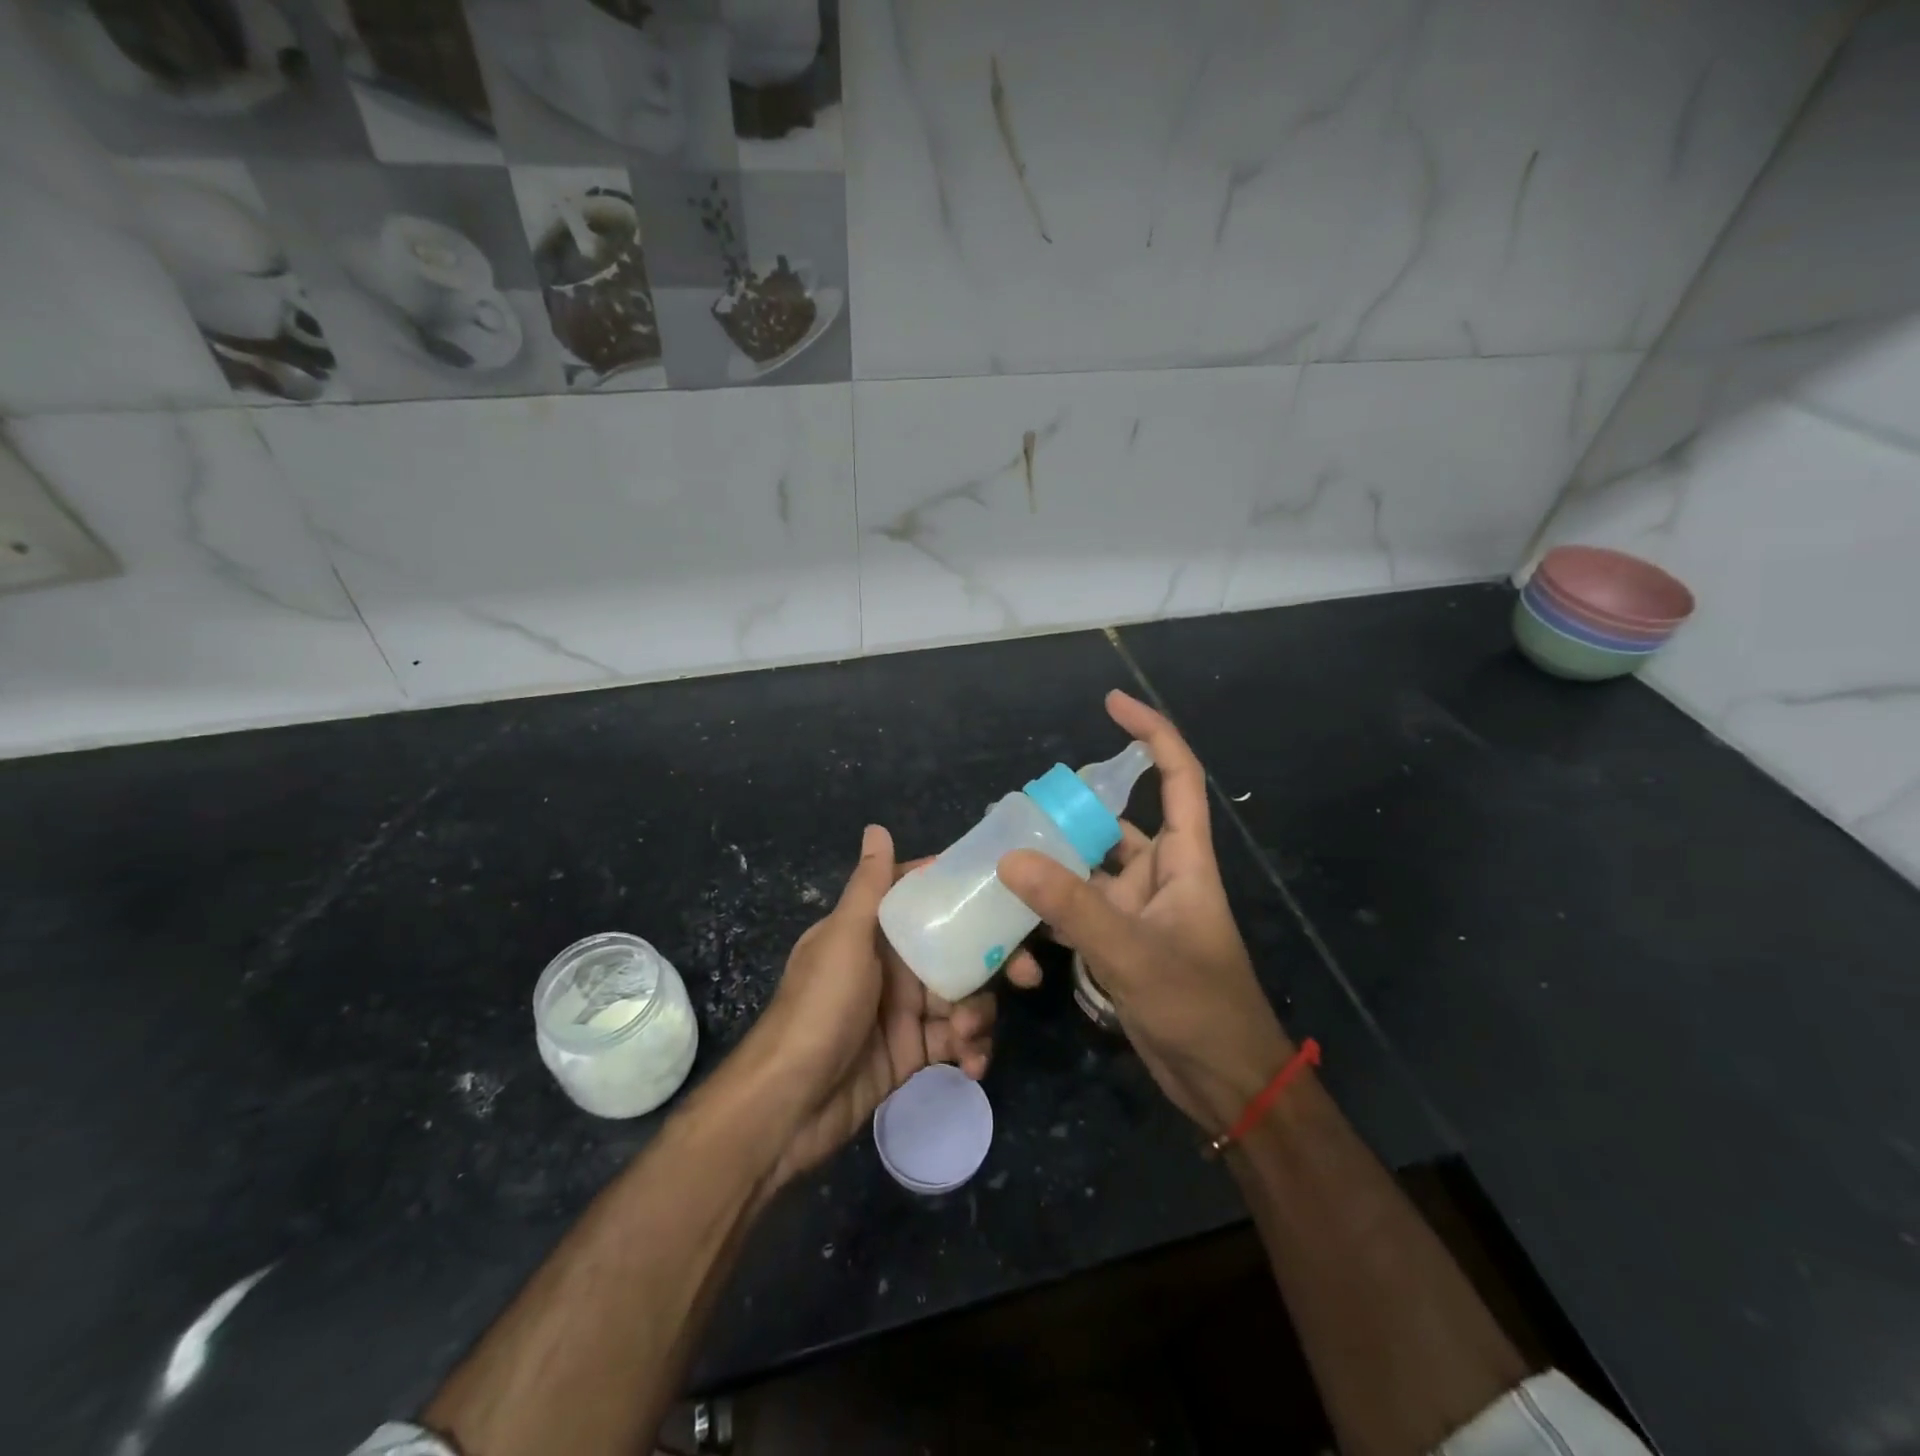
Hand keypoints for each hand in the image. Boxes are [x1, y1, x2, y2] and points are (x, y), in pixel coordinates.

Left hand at [743, 825, 997, 1185]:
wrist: (788, 1105)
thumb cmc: (818, 1009)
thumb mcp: (844, 940)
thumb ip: (869, 887)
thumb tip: (877, 827)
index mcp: (876, 930)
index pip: (927, 899)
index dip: (966, 895)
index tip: (1010, 895)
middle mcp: (894, 964)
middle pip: (958, 950)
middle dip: (994, 962)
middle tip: (1026, 976)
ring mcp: (906, 1009)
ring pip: (964, 996)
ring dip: (979, 1013)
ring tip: (969, 1035)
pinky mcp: (914, 1051)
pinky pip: (956, 1041)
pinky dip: (971, 1049)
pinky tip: (972, 1064)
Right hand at [998, 690, 1291, 1132]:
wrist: (1223, 1083)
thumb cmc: (1198, 1008)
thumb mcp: (1133, 953)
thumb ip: (1072, 907)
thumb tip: (1011, 858)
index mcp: (1184, 861)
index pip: (1175, 778)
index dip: (1150, 734)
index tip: (1111, 703)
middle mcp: (1160, 876)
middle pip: (1114, 824)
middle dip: (1071, 811)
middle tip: (1016, 807)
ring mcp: (1138, 912)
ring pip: (1088, 871)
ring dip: (1053, 865)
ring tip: (1001, 853)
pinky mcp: (1120, 945)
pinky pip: (1078, 911)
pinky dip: (1049, 909)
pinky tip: (1012, 915)